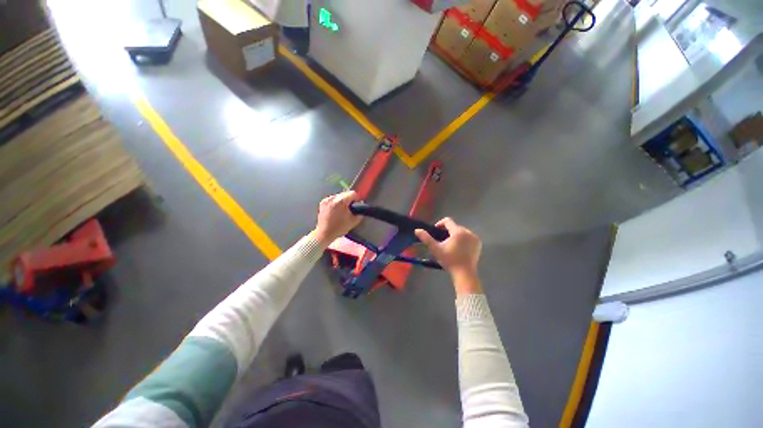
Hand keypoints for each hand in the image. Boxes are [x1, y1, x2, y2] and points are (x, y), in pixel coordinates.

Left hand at [312, 191, 361, 245]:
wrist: (325, 233)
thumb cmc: (339, 228)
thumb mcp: (354, 221)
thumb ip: (360, 213)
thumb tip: (361, 208)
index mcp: (341, 201)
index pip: (353, 193)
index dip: (357, 199)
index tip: (358, 204)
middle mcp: (333, 198)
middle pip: (345, 193)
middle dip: (349, 199)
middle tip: (351, 208)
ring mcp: (327, 200)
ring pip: (339, 196)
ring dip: (342, 201)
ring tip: (343, 210)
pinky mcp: (323, 203)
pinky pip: (332, 199)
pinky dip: (336, 203)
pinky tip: (336, 210)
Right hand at [415, 218, 481, 279]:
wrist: (464, 273)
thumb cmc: (449, 260)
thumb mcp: (435, 249)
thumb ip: (426, 238)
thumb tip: (417, 230)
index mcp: (458, 231)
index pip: (448, 221)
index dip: (440, 224)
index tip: (436, 231)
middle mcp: (468, 232)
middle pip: (455, 227)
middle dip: (448, 231)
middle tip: (442, 241)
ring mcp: (475, 238)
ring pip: (462, 231)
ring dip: (455, 235)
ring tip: (451, 245)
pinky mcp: (478, 243)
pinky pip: (469, 237)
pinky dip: (463, 239)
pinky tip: (459, 248)